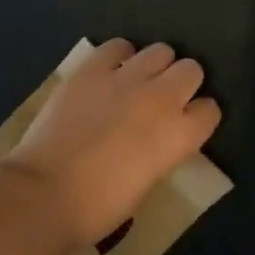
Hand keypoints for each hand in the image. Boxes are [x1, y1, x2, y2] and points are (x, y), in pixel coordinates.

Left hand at [0, 39, 222, 248]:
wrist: (44, 194)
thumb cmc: (98, 207)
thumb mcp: (147, 182)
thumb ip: (163, 151)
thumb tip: (158, 139)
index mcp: (178, 135)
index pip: (210, 110)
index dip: (199, 117)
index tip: (186, 125)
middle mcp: (161, 99)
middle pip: (192, 70)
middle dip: (183, 83)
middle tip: (164, 100)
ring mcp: (125, 79)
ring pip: (161, 51)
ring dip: (155, 66)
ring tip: (138, 82)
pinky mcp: (92, 69)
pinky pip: (118, 47)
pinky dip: (119, 57)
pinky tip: (110, 72)